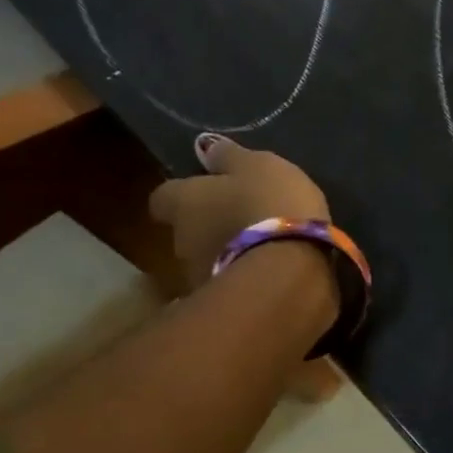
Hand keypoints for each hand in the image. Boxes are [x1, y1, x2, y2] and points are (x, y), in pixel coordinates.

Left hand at [148, 134, 330, 287]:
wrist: (290, 274)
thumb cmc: (269, 206)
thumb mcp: (258, 166)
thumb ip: (230, 157)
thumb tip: (204, 146)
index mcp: (184, 203)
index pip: (162, 197)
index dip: (182, 193)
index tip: (205, 189)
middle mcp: (181, 242)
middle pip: (186, 229)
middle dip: (208, 224)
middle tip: (242, 216)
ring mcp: (199, 278)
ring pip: (208, 259)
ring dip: (227, 253)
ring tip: (262, 247)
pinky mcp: (225, 306)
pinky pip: (232, 283)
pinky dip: (245, 277)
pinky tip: (273, 272)